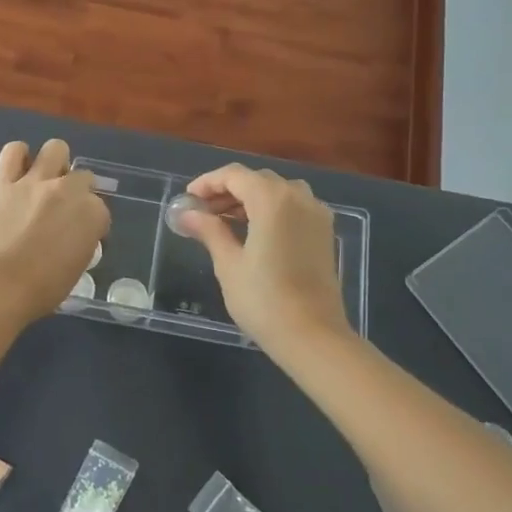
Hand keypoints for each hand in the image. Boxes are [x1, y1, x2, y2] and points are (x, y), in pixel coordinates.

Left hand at [0, 139, 109, 320]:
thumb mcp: (78, 267)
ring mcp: (35, 182)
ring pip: (55, 149)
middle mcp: (68, 190)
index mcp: (92, 214)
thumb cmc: (43, 289)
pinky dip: (18, 155)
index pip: (100, 209)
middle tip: (63, 209)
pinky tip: (19, 168)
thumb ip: (81, 242)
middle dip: (77, 191)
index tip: (80, 236)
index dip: (90, 222)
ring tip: (46, 179)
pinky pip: (13, 152)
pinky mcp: (4, 182)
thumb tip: (74, 236)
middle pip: (82, 177)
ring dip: (55, 162)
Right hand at [179, 164, 350, 355]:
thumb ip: (210, 231)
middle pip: (257, 180)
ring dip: (250, 199)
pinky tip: (254, 232)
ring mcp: (316, 214)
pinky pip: (293, 207)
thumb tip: (186, 214)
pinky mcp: (324, 232)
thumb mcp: (229, 264)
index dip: (207, 182)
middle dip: (227, 191)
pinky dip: (270, 210)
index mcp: (273, 199)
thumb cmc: (264, 300)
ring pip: (278, 192)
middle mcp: (299, 197)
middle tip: (202, 212)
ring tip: (225, 221)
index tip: (188, 199)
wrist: (313, 336)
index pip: (235, 175)